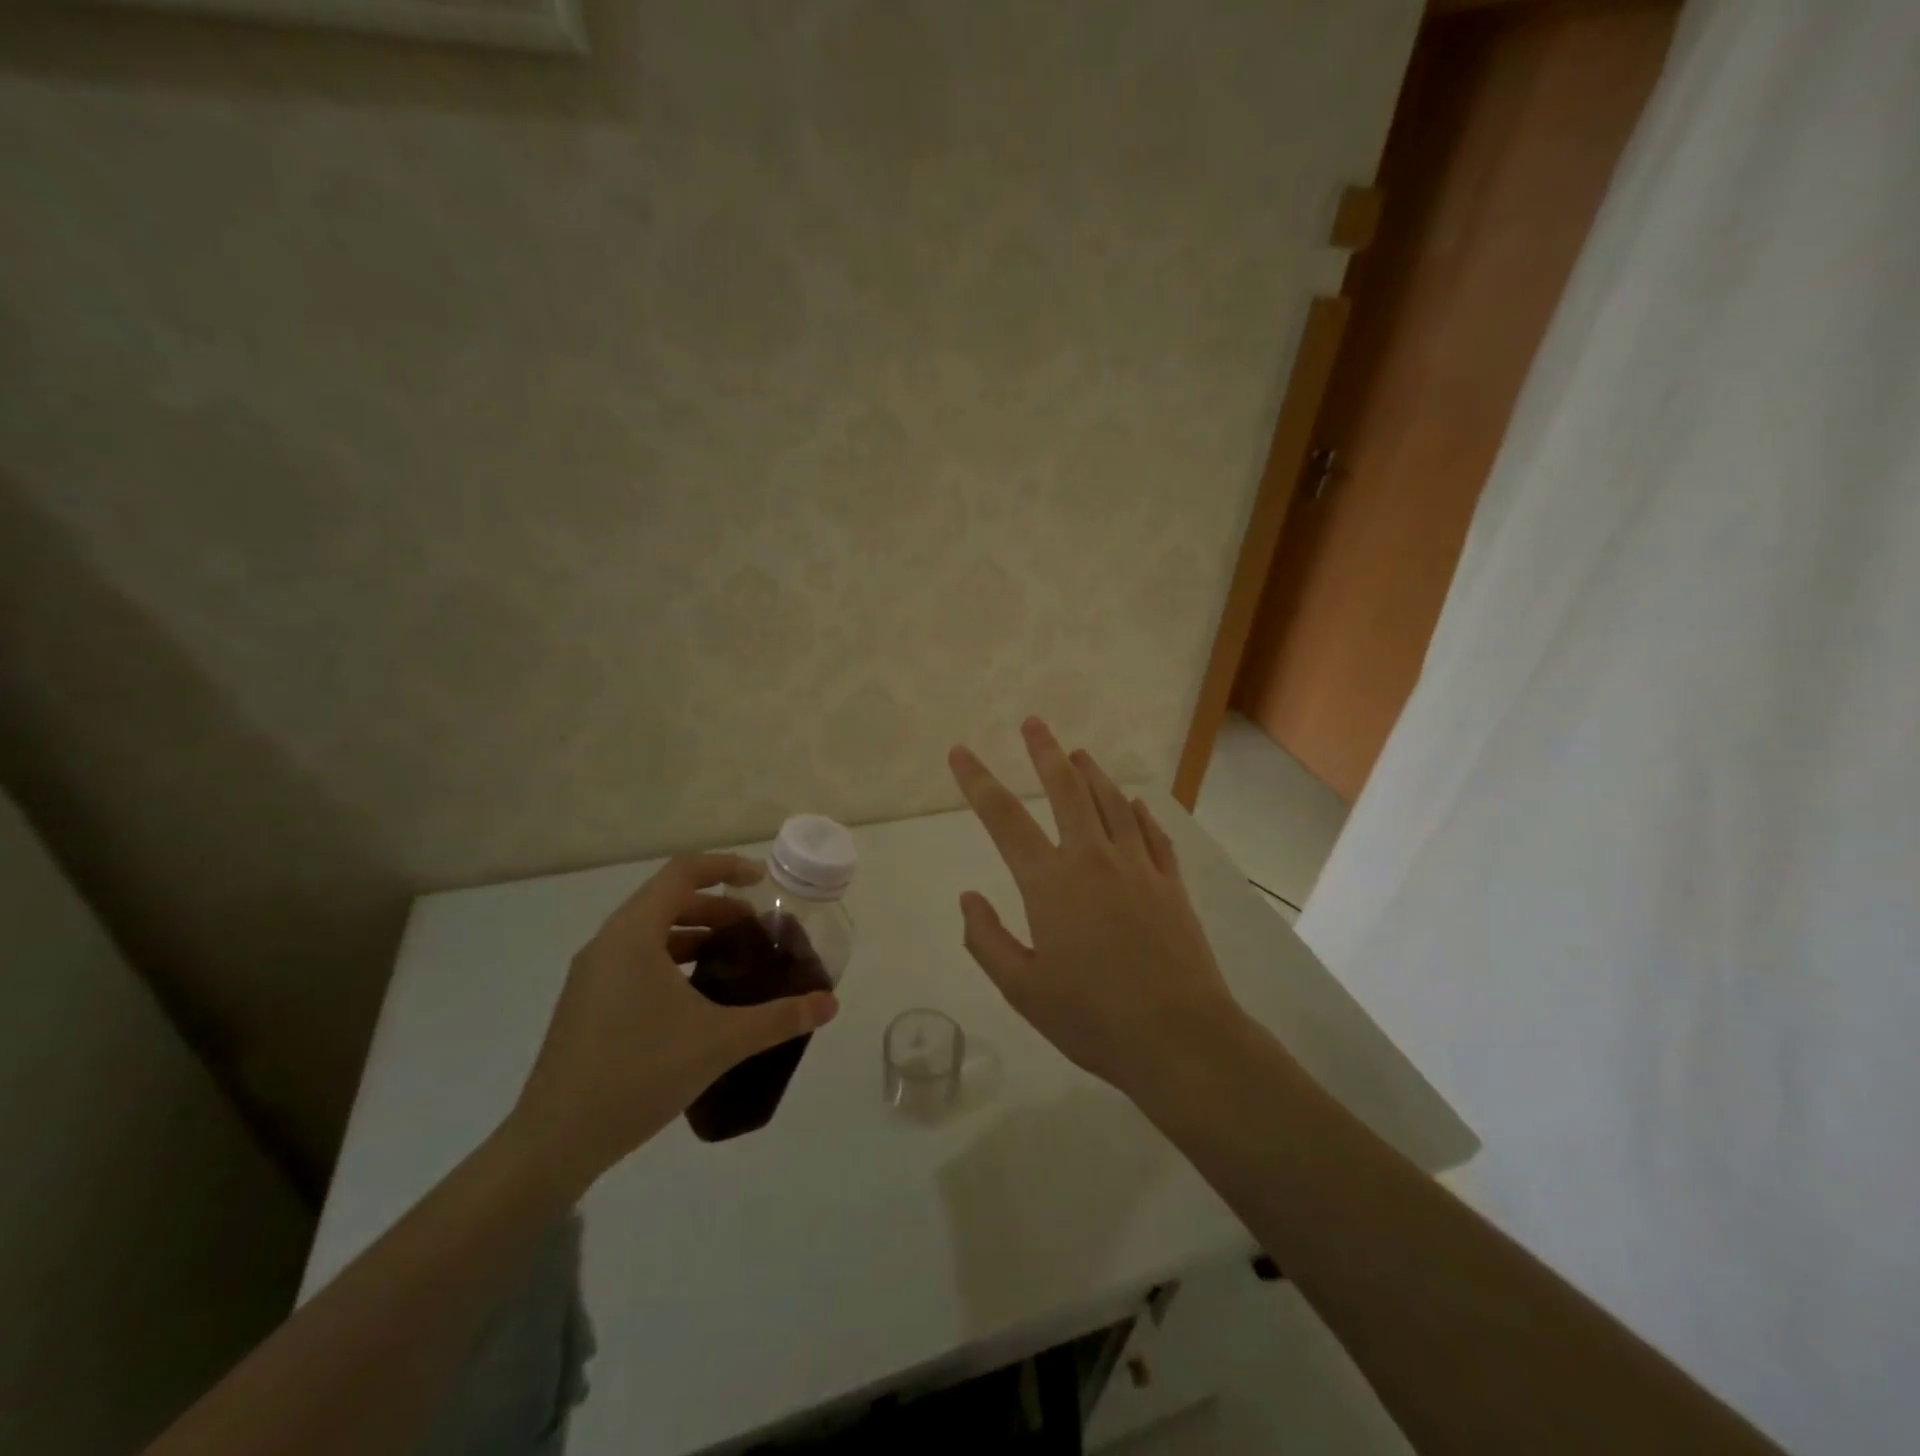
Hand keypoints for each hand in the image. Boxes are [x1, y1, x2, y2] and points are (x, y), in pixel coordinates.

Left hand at [508, 853, 838, 1191]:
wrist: (553, 1143)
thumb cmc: (638, 1073)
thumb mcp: (719, 1041)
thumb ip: (779, 1017)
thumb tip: (830, 1003)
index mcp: (633, 934)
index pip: (682, 873)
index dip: (725, 867)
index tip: (761, 882)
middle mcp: (608, 943)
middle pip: (667, 900)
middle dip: (716, 907)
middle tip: (755, 931)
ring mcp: (592, 975)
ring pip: (650, 932)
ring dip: (694, 934)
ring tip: (731, 960)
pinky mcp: (586, 1003)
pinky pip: (635, 959)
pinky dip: (671, 960)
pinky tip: (696, 998)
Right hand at [948, 717, 1245, 1098]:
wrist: (1179, 1037)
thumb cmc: (1092, 1018)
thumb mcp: (1023, 989)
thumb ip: (987, 939)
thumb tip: (968, 897)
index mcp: (1051, 883)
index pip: (1004, 819)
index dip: (978, 781)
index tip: (961, 752)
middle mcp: (1093, 859)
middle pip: (1066, 790)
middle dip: (1044, 753)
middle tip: (1033, 723)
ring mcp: (1138, 866)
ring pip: (1111, 802)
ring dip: (1092, 773)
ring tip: (1077, 753)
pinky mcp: (1170, 883)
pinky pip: (1151, 833)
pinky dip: (1137, 812)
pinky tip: (1133, 803)